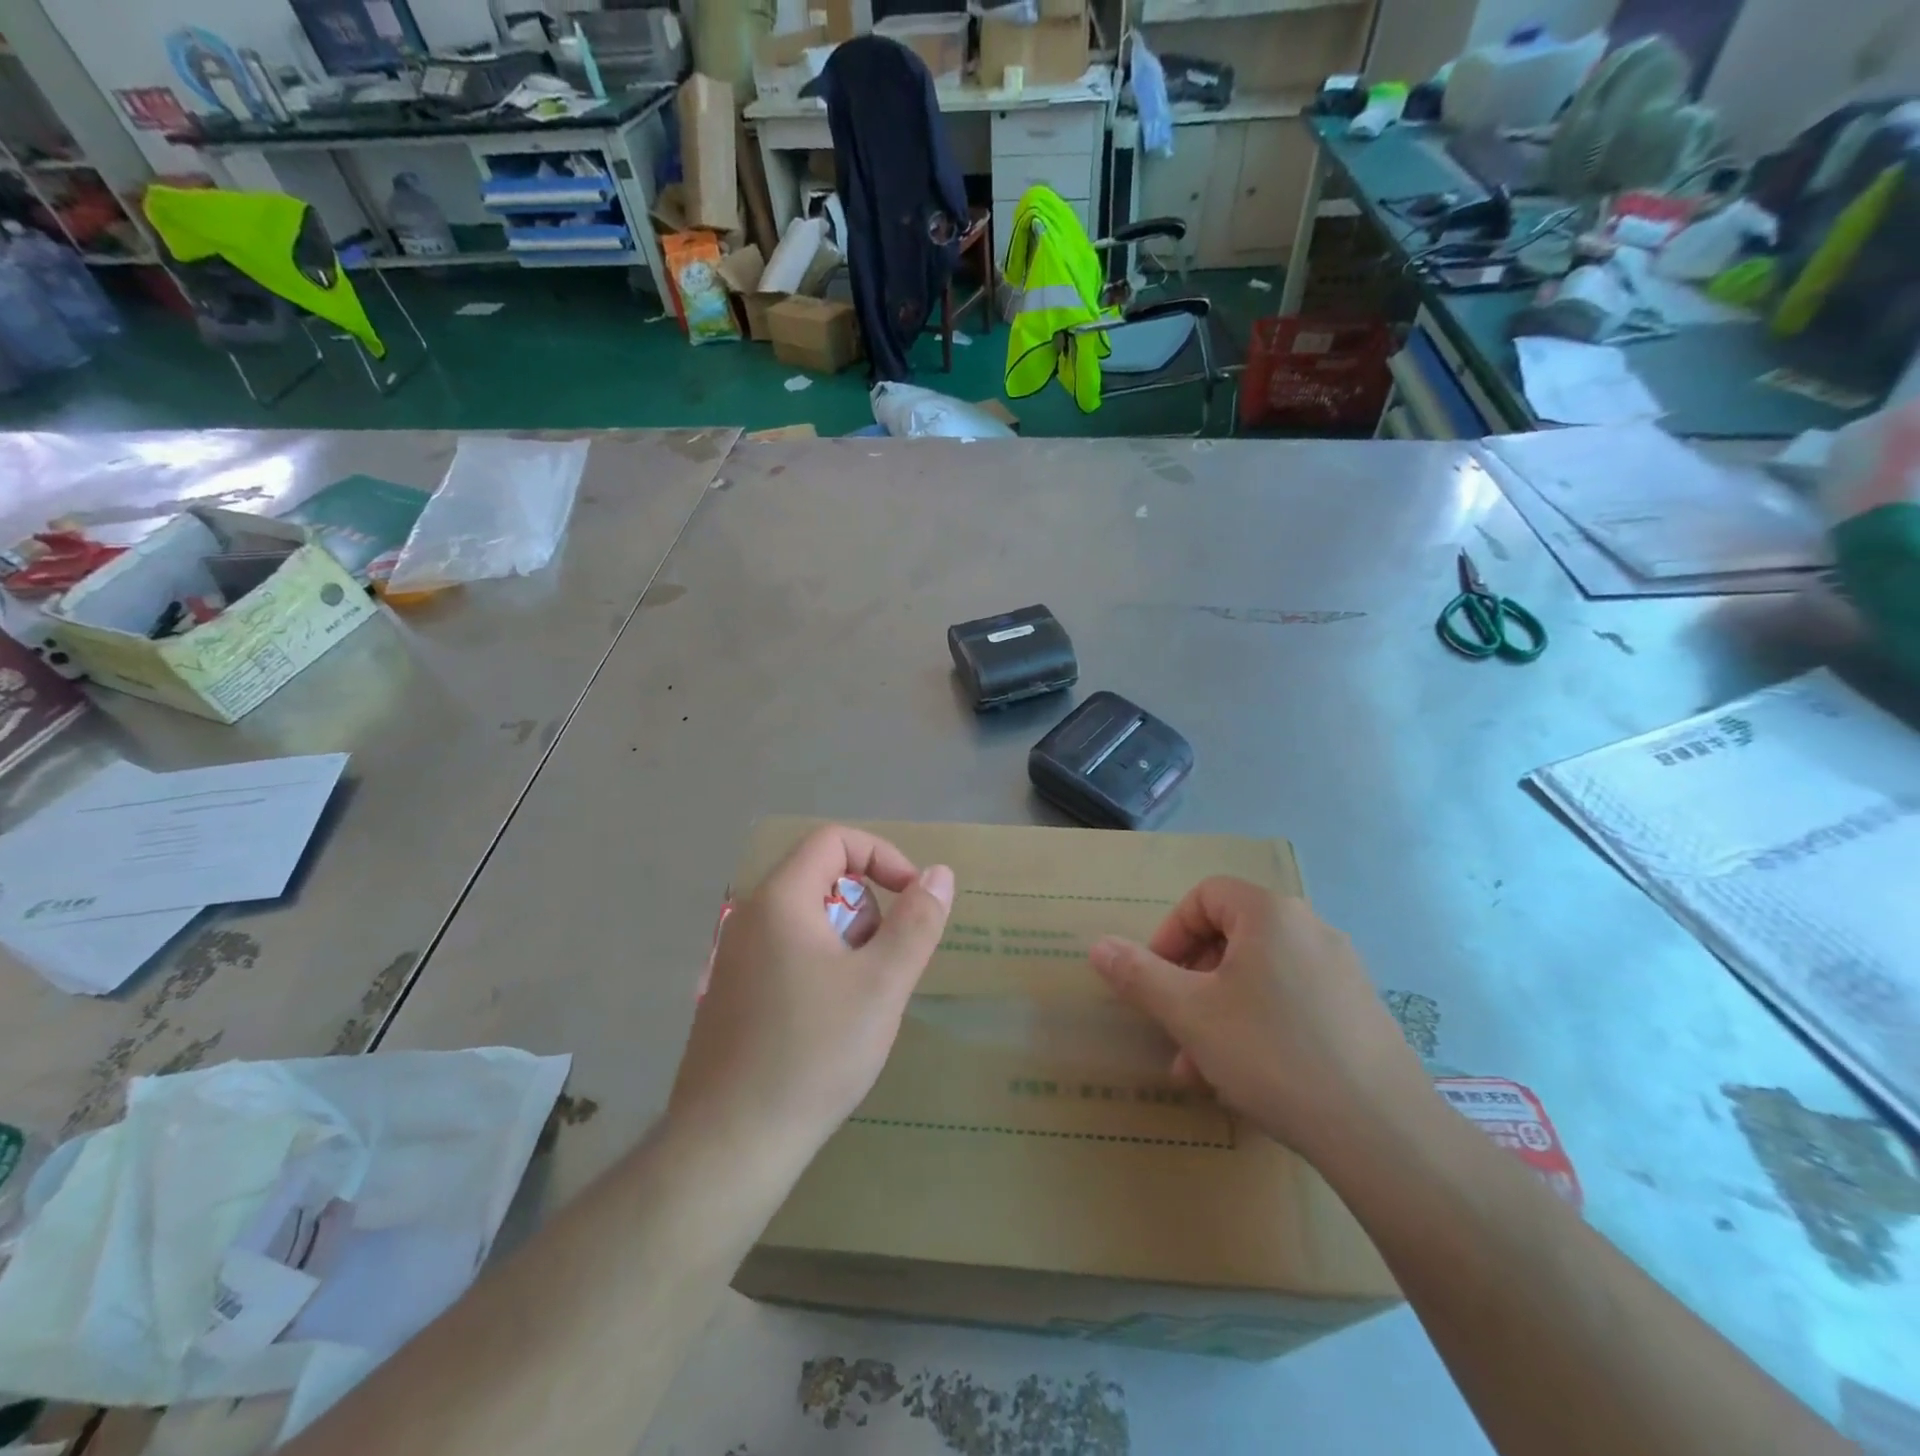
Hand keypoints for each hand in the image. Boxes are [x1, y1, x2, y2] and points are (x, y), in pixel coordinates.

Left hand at [668, 825, 954, 1170]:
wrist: (730, 1145)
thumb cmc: (814, 1054)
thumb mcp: (882, 984)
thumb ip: (917, 922)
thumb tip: (939, 874)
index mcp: (779, 901)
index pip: (834, 840)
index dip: (882, 856)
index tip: (912, 898)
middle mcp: (748, 918)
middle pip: (821, 880)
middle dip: (868, 909)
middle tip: (885, 964)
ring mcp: (733, 958)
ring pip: (806, 921)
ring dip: (847, 943)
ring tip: (861, 1001)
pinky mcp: (730, 994)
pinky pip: (786, 954)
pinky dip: (820, 967)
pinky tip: (828, 1025)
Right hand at [1089, 879, 1427, 1160]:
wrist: (1384, 1135)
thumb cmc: (1273, 1055)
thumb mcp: (1190, 1014)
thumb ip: (1138, 975)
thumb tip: (1098, 945)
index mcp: (1271, 914)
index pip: (1205, 897)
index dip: (1169, 933)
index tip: (1155, 980)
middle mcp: (1311, 929)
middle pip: (1231, 939)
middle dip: (1191, 984)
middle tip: (1174, 1031)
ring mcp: (1342, 972)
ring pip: (1259, 978)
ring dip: (1219, 1014)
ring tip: (1200, 1071)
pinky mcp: (1361, 1013)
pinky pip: (1292, 1003)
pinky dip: (1259, 1028)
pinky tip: (1248, 1081)